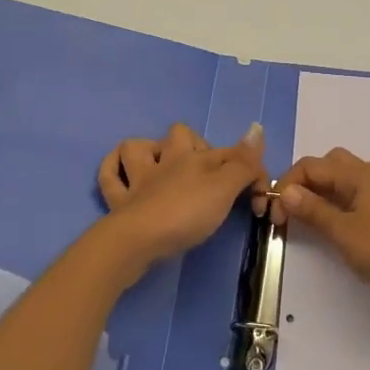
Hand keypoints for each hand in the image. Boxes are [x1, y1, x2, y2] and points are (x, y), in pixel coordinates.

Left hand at [94, 121, 267, 274]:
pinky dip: (115, 170)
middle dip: (193, 145)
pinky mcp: (119, 202)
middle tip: (208, 174)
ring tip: (161, 165)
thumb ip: (242, 163)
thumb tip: (256, 128)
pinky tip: (123, 173)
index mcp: (193, 157)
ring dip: (149, 151)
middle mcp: (165, 161)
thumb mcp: (223, 189)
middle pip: (179, 135)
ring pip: (138, 148)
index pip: (229, 154)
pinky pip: (110, 177)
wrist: (138, 241)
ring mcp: (138, 180)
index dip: (249, 170)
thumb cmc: (185, 214)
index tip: (259, 200)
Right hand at [275, 148, 369, 301]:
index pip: (311, 166)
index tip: (274, 214)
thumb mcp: (343, 233)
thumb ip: (313, 210)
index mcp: (358, 175)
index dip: (288, 185)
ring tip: (323, 210)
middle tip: (294, 209)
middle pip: (334, 163)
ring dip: (335, 187)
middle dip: (309, 181)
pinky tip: (363, 219)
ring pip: (356, 175)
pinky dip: (361, 201)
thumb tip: (286, 191)